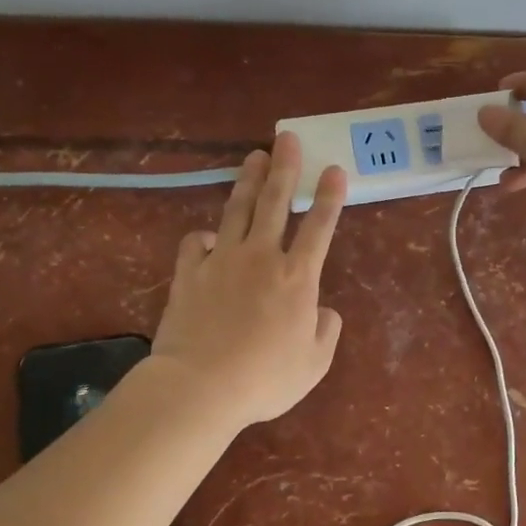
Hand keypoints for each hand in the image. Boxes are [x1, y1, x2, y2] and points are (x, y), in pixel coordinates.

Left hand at [149, 133, 346, 426]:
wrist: (200, 387)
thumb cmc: (264, 379)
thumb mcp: (314, 364)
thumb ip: (326, 332)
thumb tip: (325, 311)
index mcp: (297, 278)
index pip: (319, 227)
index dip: (330, 197)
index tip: (335, 169)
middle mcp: (261, 258)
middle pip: (276, 202)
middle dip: (286, 168)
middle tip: (288, 138)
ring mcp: (222, 261)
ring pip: (237, 210)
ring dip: (249, 182)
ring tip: (255, 157)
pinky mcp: (190, 273)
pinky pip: (196, 243)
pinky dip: (204, 236)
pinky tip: (209, 236)